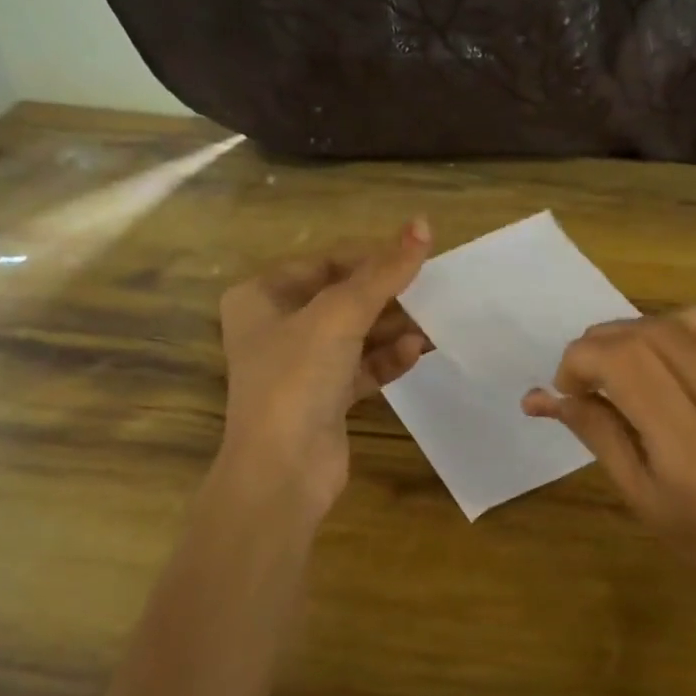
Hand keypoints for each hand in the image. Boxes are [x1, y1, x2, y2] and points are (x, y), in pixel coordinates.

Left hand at [217, 219, 432, 517]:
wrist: (282, 471)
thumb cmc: (296, 378)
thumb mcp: (339, 316)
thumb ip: (383, 272)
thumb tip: (423, 224)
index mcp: (262, 297)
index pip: (325, 263)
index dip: (370, 257)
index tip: (416, 256)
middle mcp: (277, 327)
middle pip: (343, 298)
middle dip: (387, 296)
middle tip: (432, 290)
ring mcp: (301, 365)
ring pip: (356, 334)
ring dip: (393, 328)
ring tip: (433, 323)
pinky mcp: (325, 397)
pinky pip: (362, 366)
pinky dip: (387, 358)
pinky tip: (415, 352)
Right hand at [522, 307, 695, 629]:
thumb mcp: (637, 495)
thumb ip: (593, 432)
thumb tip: (538, 396)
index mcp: (690, 449)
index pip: (624, 363)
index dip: (581, 358)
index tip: (566, 385)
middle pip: (653, 332)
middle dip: (604, 340)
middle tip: (587, 371)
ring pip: (691, 319)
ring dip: (644, 329)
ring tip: (626, 362)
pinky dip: (682, 337)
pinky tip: (670, 366)